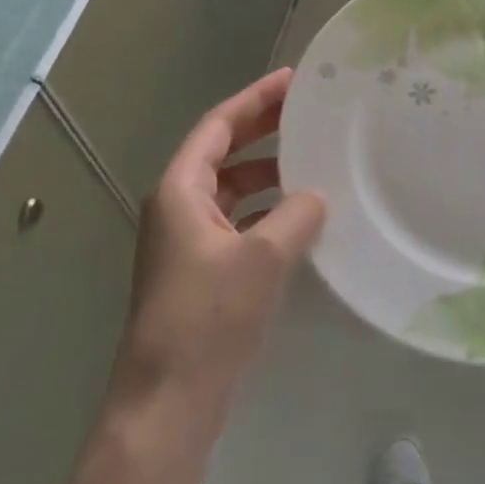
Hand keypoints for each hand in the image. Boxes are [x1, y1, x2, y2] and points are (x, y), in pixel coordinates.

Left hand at [111, 69, 325, 432]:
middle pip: (223, 153)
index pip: (218, 126)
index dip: (255, 100)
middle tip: (308, 112)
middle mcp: (177, 208)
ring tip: (312, 163)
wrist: (168, 402)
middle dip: (263, 130)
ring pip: (230, 190)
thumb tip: (316, 196)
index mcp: (180, 191)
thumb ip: (297, 215)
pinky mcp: (199, 273)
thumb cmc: (209, 318)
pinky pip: (236, 223)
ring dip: (267, 174)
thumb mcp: (263, 257)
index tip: (293, 80)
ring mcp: (186, 243)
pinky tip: (299, 220)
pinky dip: (265, 212)